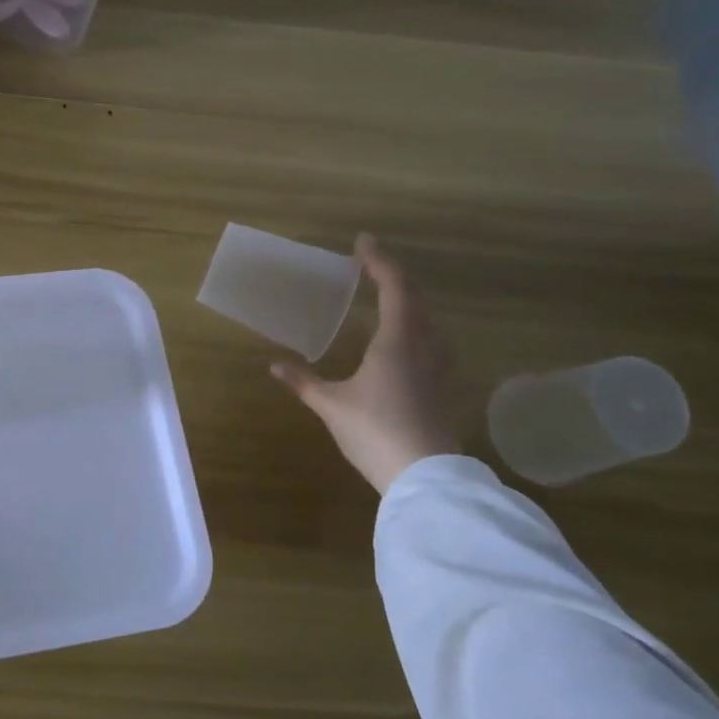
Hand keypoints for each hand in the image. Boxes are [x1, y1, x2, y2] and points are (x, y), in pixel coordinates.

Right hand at [271, 234, 461, 493]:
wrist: (426, 476)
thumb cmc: (375, 431)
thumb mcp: (332, 405)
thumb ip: (303, 381)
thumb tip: (274, 365)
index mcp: (397, 341)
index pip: (394, 288)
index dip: (379, 261)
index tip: (362, 242)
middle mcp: (424, 346)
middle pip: (415, 299)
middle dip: (394, 277)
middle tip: (371, 267)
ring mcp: (439, 367)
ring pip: (428, 320)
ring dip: (409, 302)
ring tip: (388, 298)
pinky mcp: (444, 386)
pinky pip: (431, 341)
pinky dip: (416, 327)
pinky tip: (405, 342)